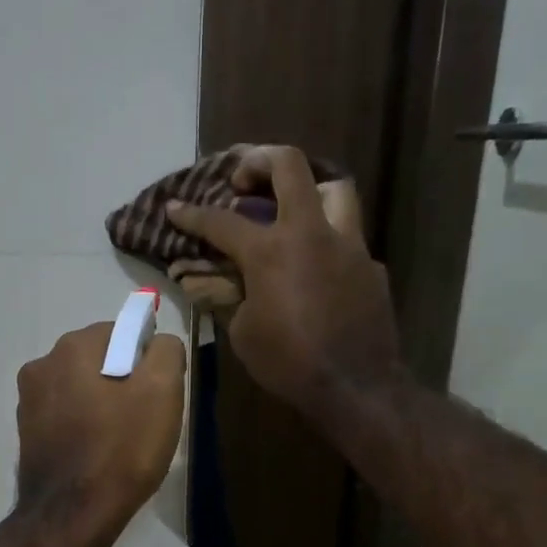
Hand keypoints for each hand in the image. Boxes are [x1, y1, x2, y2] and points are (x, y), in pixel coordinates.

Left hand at [15, 322, 186, 528]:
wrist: (73, 515)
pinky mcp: (26, 432)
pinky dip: (82, 425)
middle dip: (123, 380)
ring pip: (80, 388)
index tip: (158, 393)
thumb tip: (158, 343)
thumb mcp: (163, 391)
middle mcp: (42, 363)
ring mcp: (28, 400)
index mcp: (74, 346)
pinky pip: (65, 416)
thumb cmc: (122, 449)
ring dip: (102, 403)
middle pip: (99, 359)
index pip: (123, 332)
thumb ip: (166, 351)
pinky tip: (97, 453)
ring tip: (120, 441)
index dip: (147, 360)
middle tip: (144, 418)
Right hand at [169, 145, 403, 418]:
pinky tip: (317, 266)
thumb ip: (231, 298)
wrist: (355, 386)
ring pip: (334, 189)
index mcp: (271, 250)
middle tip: (244, 177)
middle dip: (260, 160)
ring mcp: (348, 245)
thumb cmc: (289, 363)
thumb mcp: (242, 334)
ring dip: (309, 189)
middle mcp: (311, 233)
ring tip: (291, 207)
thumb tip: (225, 283)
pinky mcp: (371, 266)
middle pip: (290, 166)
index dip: (192, 214)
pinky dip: (327, 241)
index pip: (222, 221)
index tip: (175, 208)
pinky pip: (348, 238)